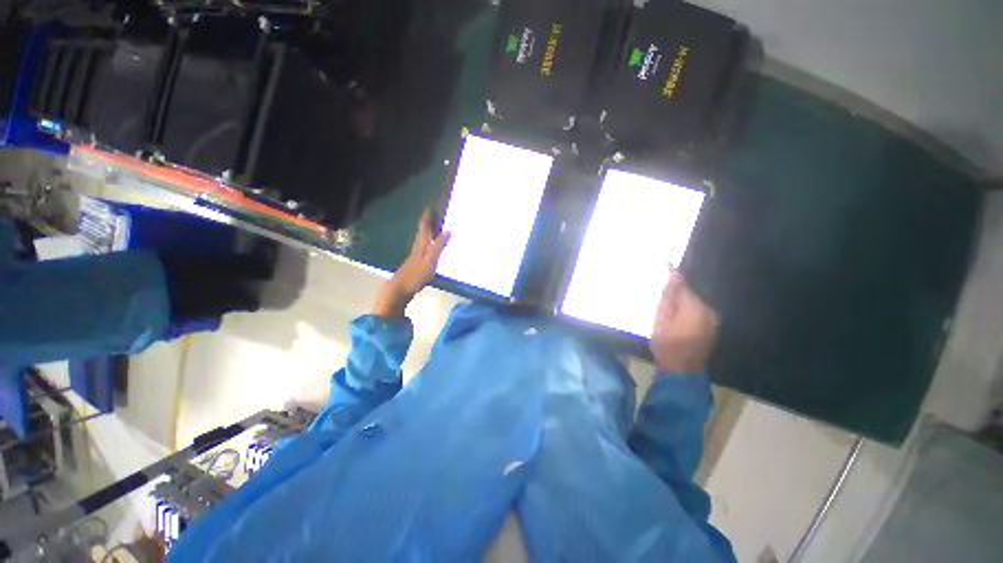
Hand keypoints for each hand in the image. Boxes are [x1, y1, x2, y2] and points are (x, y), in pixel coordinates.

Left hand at [373, 210, 450, 317]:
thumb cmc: (416, 274)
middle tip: (431, 217)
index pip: (424, 228)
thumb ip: (439, 246)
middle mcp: (417, 249)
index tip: (428, 208)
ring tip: (432, 231)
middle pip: (421, 234)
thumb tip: (448, 231)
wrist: (399, 288)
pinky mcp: (414, 265)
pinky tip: (428, 250)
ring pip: (421, 242)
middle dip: (426, 224)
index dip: (426, 218)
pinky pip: (422, 250)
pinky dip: (426, 245)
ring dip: (426, 235)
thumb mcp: (431, 260)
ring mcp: (414, 258)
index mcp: (421, 246)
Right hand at [650, 271, 717, 373]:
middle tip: (662, 293)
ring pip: (695, 303)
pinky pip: (699, 312)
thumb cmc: (667, 344)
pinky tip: (678, 316)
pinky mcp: (712, 328)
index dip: (674, 278)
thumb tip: (673, 276)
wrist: (682, 371)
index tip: (666, 265)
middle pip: (692, 293)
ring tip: (669, 304)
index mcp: (695, 307)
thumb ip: (668, 296)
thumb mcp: (661, 318)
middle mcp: (709, 310)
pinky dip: (688, 310)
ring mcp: (713, 320)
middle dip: (678, 291)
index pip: (685, 285)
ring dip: (683, 302)